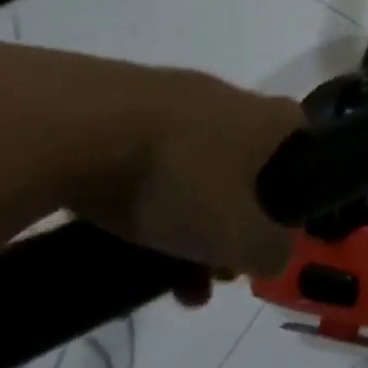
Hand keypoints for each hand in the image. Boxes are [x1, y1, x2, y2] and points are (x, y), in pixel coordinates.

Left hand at [70, 65, 304, 282]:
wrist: (64, 127)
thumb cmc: (175, 178)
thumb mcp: (237, 235)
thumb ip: (271, 251)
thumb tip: (274, 256)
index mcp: (266, 118)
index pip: (302, 137)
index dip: (297, 179)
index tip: (275, 220)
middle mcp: (224, 97)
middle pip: (242, 163)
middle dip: (230, 219)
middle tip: (211, 266)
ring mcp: (165, 96)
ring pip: (188, 167)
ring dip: (181, 217)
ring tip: (155, 271)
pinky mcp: (110, 103)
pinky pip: (138, 158)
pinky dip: (135, 196)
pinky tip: (114, 234)